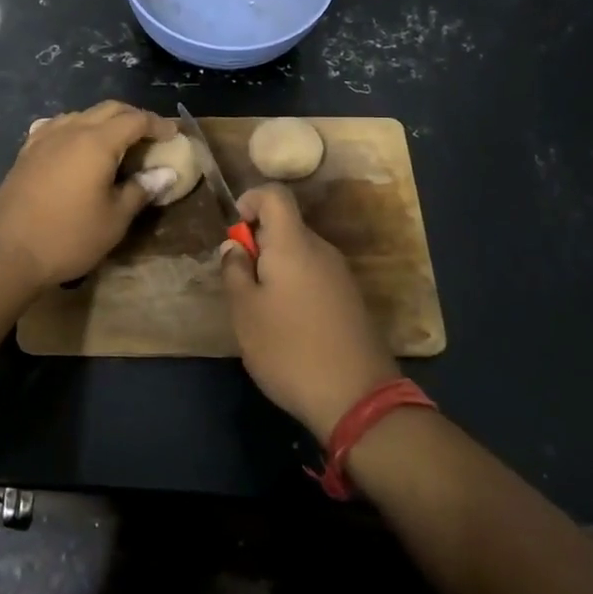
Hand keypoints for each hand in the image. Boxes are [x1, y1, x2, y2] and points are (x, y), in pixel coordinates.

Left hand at [0, 102, 178, 290]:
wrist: (7, 252)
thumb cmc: (68, 237)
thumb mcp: (114, 219)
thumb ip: (141, 190)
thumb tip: (165, 173)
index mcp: (97, 141)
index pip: (135, 119)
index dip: (158, 124)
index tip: (174, 134)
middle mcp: (70, 130)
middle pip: (109, 109)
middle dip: (133, 117)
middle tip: (150, 136)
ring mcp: (44, 138)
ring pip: (81, 115)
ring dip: (104, 121)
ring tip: (117, 142)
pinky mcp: (26, 151)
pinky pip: (57, 127)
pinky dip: (76, 129)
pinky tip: (76, 145)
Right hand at [220, 183, 400, 442]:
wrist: (358, 398)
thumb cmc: (289, 349)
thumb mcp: (245, 312)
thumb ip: (235, 271)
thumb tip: (234, 246)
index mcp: (293, 244)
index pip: (274, 195)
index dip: (250, 201)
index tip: (235, 233)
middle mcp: (321, 250)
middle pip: (286, 227)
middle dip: (258, 244)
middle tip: (240, 284)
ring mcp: (341, 276)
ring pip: (300, 254)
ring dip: (276, 269)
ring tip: (261, 311)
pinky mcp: (351, 301)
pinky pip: (315, 277)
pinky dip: (295, 287)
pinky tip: (289, 326)